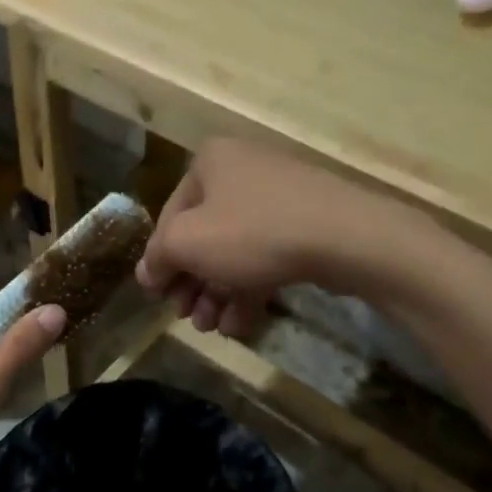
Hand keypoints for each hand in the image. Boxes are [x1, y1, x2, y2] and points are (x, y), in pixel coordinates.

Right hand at [137, 139, 405, 336]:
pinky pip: (266, 256)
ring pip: (235, 250)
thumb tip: (146, 272)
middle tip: (187, 318)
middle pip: (204, 235)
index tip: (157, 297)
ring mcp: (278, 197)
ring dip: (217, 292)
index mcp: (210, 163)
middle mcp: (242, 171)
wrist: (345, 237)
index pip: (170, 215)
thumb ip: (159, 256)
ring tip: (212, 328)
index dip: (159, 259)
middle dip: (192, 282)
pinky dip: (249, 288)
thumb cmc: (253, 232)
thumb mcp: (188, 243)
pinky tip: (240, 324)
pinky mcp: (307, 224)